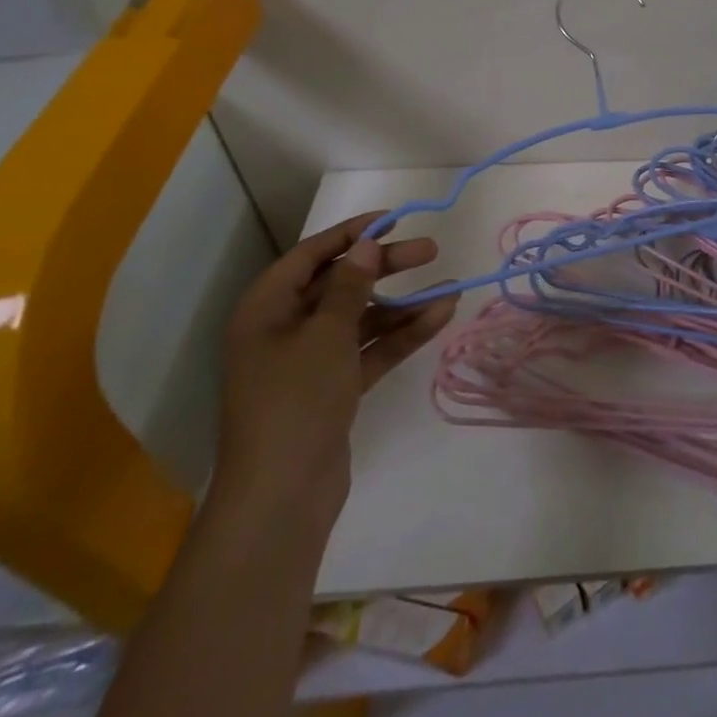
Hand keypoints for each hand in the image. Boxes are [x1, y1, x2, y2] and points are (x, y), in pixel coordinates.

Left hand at [212, 212, 458, 538]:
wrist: (281, 496)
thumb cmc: (295, 400)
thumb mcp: (326, 334)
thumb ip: (350, 286)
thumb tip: (363, 247)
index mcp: (266, 310)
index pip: (311, 256)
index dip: (351, 234)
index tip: (393, 220)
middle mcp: (284, 330)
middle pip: (341, 285)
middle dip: (386, 267)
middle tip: (430, 251)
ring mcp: (309, 362)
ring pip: (361, 319)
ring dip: (402, 305)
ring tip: (450, 288)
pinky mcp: (333, 390)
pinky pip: (370, 350)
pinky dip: (401, 335)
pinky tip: (440, 318)